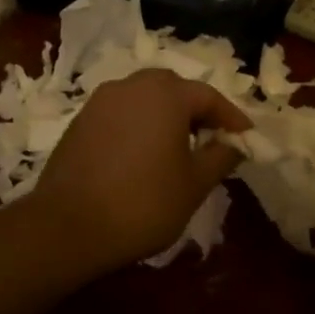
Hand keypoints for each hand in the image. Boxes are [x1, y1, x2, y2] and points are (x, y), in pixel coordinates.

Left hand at [26, 69, 251, 273]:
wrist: (67, 227)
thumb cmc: (144, 202)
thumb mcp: (195, 183)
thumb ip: (222, 156)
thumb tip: (235, 142)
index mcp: (166, 94)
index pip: (209, 96)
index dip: (231, 118)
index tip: (246, 138)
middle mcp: (132, 86)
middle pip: (174, 90)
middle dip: (197, 111)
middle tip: (212, 140)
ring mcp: (101, 102)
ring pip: (144, 99)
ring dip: (166, 117)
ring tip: (178, 149)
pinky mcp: (80, 122)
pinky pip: (121, 114)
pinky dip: (139, 126)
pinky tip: (143, 157)